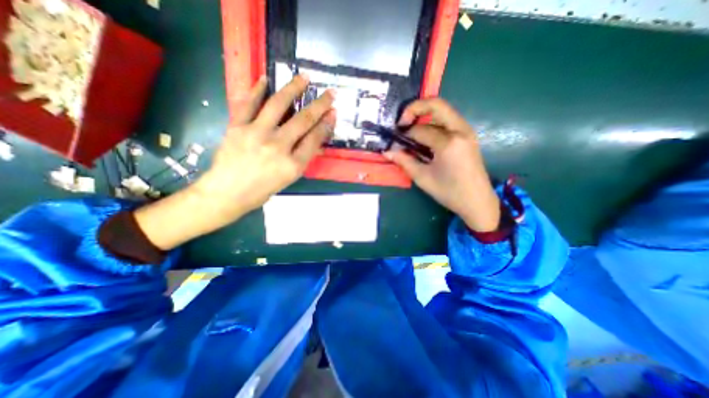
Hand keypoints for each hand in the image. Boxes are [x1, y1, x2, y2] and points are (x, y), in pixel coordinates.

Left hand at [137, 72, 336, 247]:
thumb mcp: (289, 178)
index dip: (326, 124)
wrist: (227, 193)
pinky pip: (248, 103)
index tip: (333, 113)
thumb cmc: (262, 190)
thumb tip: (315, 140)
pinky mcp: (237, 127)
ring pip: (278, 105)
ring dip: (293, 89)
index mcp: (293, 164)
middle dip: (319, 105)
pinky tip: (265, 78)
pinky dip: (256, 89)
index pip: (315, 139)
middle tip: (330, 93)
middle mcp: (277, 147)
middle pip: (303, 120)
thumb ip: (303, 158)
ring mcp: (256, 134)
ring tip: (304, 77)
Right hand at [387, 96, 496, 231]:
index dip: (404, 134)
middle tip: (401, 122)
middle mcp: (460, 130)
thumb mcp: (422, 178)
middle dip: (415, 108)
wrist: (477, 201)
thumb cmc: (449, 192)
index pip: (420, 130)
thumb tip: (387, 152)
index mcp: (448, 143)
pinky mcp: (468, 135)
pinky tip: (425, 136)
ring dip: (425, 115)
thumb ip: (404, 161)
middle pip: (436, 104)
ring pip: (443, 111)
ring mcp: (467, 131)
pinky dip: (434, 123)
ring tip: (411, 129)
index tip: (394, 142)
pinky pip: (448, 121)